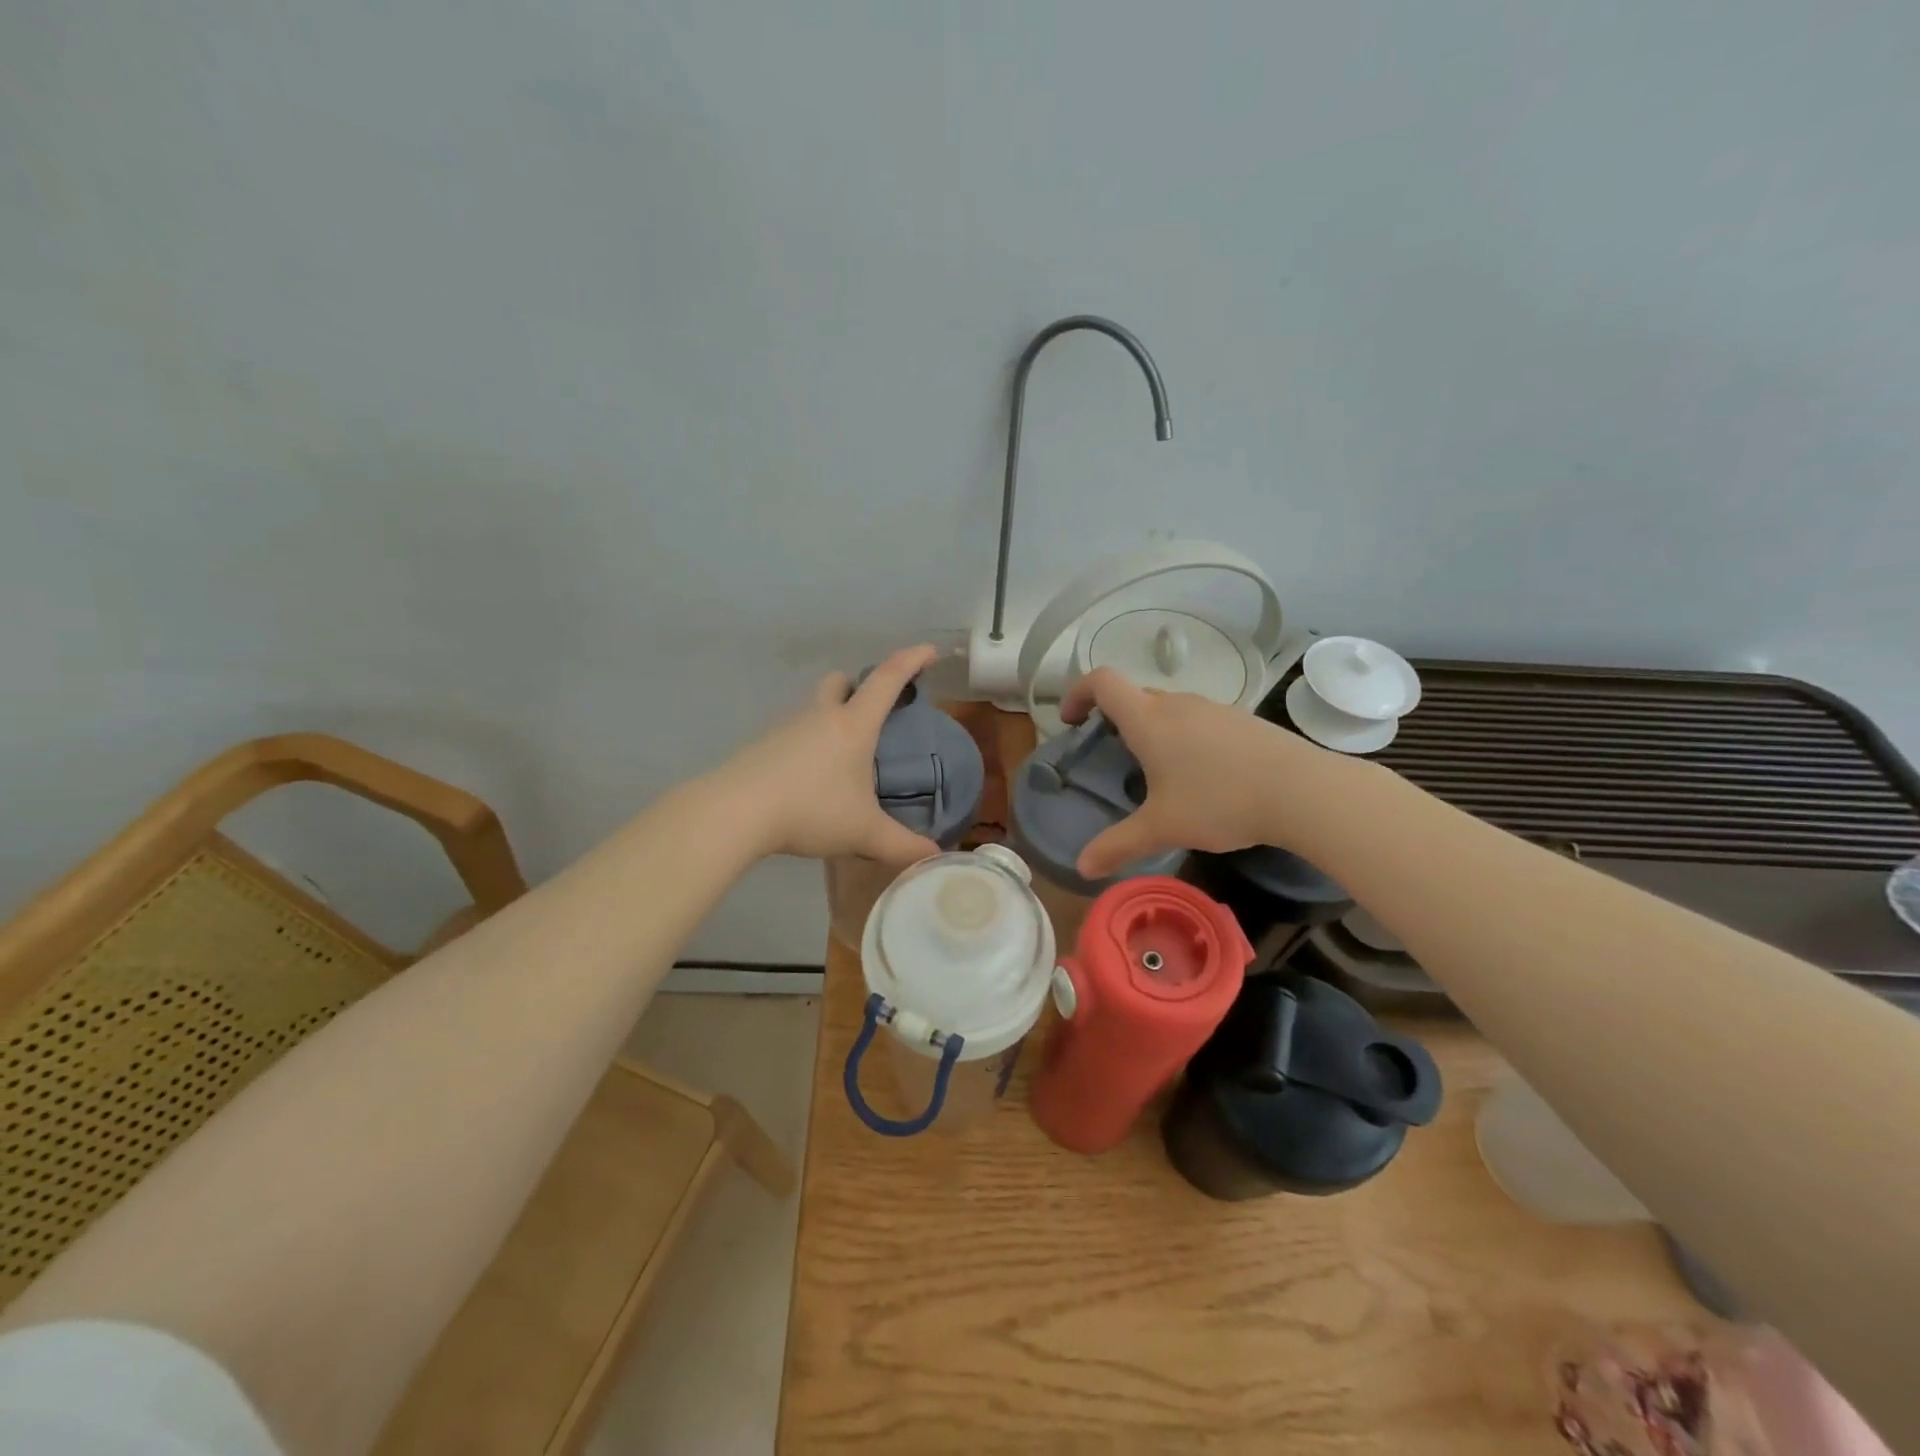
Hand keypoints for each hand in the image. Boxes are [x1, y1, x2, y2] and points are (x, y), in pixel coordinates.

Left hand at [719, 644, 942, 865]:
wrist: (736, 811)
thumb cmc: (811, 809)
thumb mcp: (863, 832)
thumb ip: (901, 844)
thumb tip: (932, 854)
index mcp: (853, 725)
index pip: (888, 679)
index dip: (912, 660)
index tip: (930, 652)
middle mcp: (820, 716)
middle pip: (840, 681)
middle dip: (858, 688)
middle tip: (871, 716)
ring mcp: (786, 728)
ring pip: (813, 708)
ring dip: (829, 719)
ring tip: (841, 760)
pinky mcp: (762, 746)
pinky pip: (792, 734)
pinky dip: (806, 746)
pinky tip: (808, 780)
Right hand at [1060, 667, 1337, 879]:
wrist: (1301, 790)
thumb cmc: (1219, 801)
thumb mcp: (1162, 828)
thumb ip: (1118, 845)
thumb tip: (1082, 868)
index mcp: (1148, 720)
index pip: (1102, 681)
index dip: (1078, 692)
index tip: (1072, 721)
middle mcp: (1177, 704)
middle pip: (1134, 695)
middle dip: (1114, 719)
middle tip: (1112, 756)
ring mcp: (1213, 709)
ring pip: (1168, 708)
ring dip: (1151, 728)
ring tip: (1156, 771)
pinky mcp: (1241, 721)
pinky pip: (1198, 719)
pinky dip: (1183, 736)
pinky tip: (1201, 775)